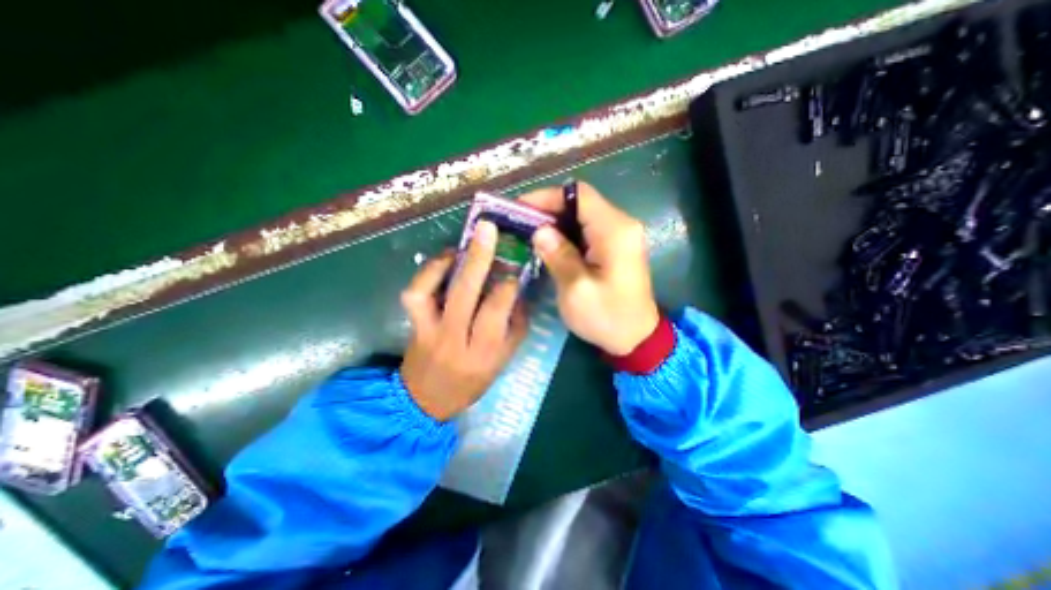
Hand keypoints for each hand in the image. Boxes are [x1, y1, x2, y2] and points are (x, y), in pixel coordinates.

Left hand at [398, 220, 529, 419]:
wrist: (426, 399)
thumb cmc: (472, 381)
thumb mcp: (503, 360)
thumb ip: (515, 326)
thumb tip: (518, 291)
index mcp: (483, 351)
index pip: (495, 310)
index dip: (506, 284)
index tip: (514, 267)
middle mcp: (454, 338)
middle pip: (464, 293)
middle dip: (478, 257)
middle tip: (487, 229)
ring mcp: (428, 330)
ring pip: (430, 290)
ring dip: (445, 263)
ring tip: (460, 247)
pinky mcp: (413, 324)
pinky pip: (414, 294)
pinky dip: (426, 272)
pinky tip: (443, 262)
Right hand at [515, 182, 654, 354]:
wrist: (637, 337)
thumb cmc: (607, 317)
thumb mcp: (577, 290)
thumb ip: (558, 256)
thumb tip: (540, 231)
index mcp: (614, 231)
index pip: (579, 196)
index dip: (547, 197)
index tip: (520, 208)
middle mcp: (621, 225)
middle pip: (580, 203)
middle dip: (548, 210)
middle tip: (520, 224)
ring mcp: (620, 235)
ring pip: (582, 216)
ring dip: (556, 222)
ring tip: (529, 234)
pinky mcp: (616, 246)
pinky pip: (587, 230)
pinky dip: (566, 233)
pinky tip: (549, 245)